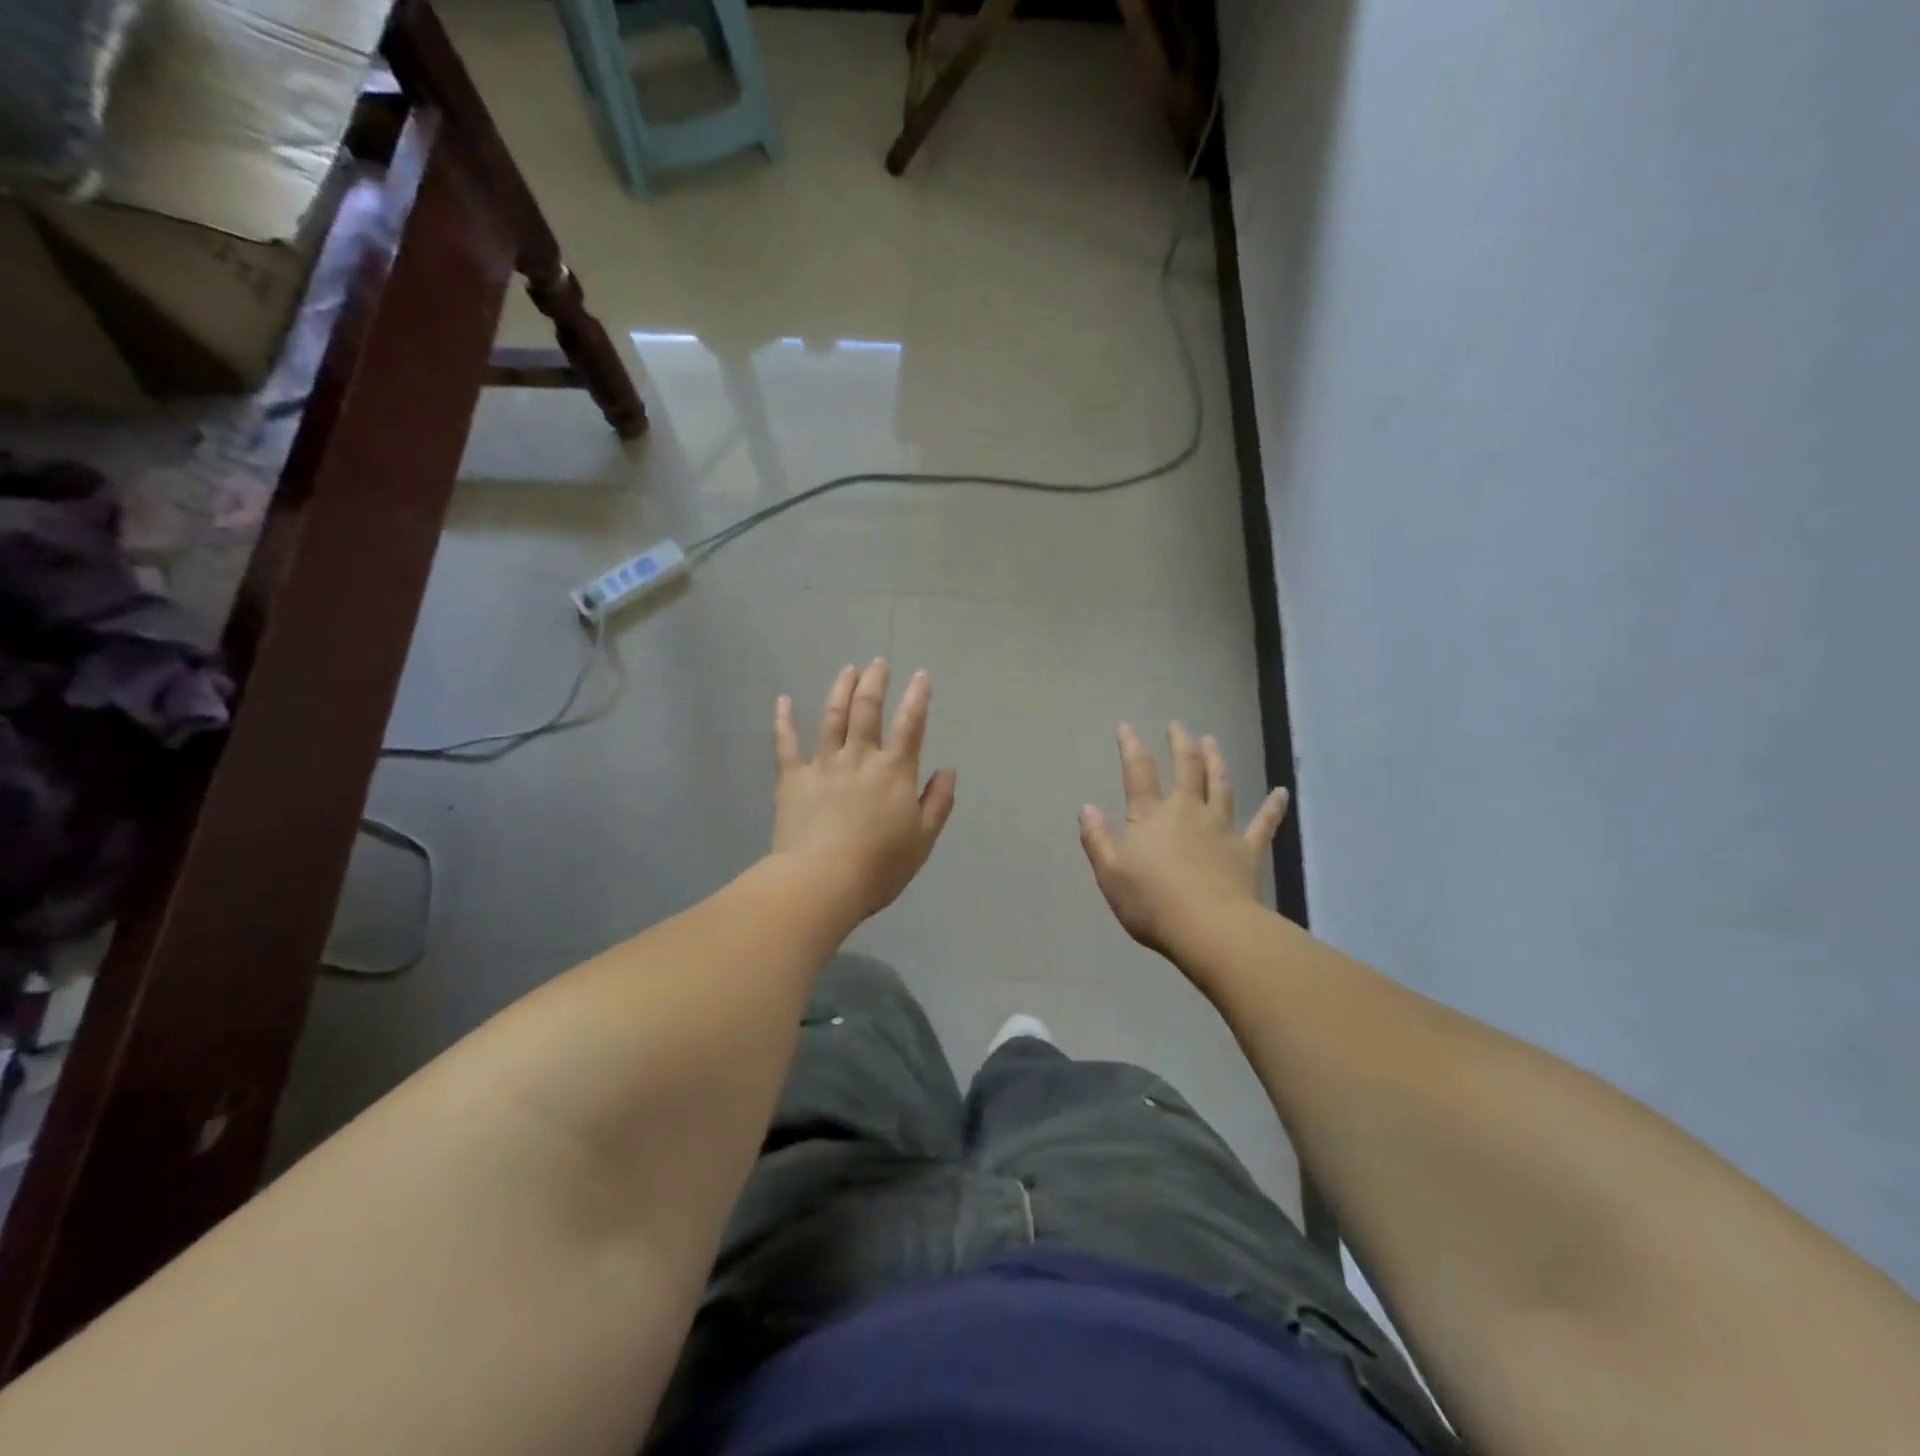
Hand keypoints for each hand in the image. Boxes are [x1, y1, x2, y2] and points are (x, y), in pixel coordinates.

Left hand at [772, 659, 957, 919]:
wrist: (822, 881)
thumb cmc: (879, 866)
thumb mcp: (922, 839)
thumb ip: (937, 802)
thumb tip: (948, 771)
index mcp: (894, 772)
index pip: (910, 726)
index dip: (917, 698)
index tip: (920, 675)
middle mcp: (859, 758)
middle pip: (867, 710)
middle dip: (875, 682)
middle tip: (878, 662)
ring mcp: (823, 765)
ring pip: (832, 718)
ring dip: (840, 690)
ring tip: (847, 669)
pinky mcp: (793, 779)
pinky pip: (786, 744)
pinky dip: (784, 721)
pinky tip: (783, 700)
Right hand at [1079, 723, 1288, 956]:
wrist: (1209, 928)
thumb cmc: (1151, 902)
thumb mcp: (1109, 872)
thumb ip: (1096, 838)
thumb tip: (1087, 807)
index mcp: (1150, 816)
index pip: (1139, 773)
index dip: (1131, 748)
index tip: (1127, 727)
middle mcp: (1187, 811)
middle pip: (1186, 769)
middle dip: (1180, 744)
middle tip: (1178, 725)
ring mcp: (1221, 828)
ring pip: (1220, 785)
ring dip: (1216, 761)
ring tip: (1211, 742)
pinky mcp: (1248, 850)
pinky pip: (1263, 824)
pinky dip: (1273, 807)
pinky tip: (1282, 792)